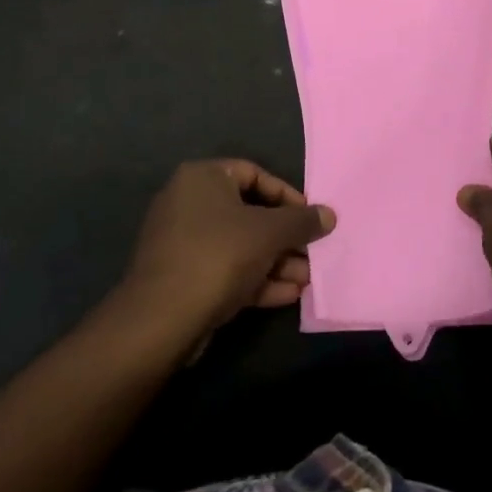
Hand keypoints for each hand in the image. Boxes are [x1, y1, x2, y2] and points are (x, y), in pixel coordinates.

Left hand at [122, 159, 333, 341]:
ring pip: (240, 246)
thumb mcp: (269, 232)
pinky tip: (288, 295)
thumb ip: (302, 221)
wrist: (162, 318)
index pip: (254, 173)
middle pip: (249, 213)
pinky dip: (256, 279)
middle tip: (312, 253)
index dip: (287, 195)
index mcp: (202, 178)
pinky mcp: (182, 277)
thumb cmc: (219, 255)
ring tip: (307, 279)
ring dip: (276, 261)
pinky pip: (226, 269)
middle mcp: (188, 203)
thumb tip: (328, 215)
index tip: (309, 217)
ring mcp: (182, 242)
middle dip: (285, 237)